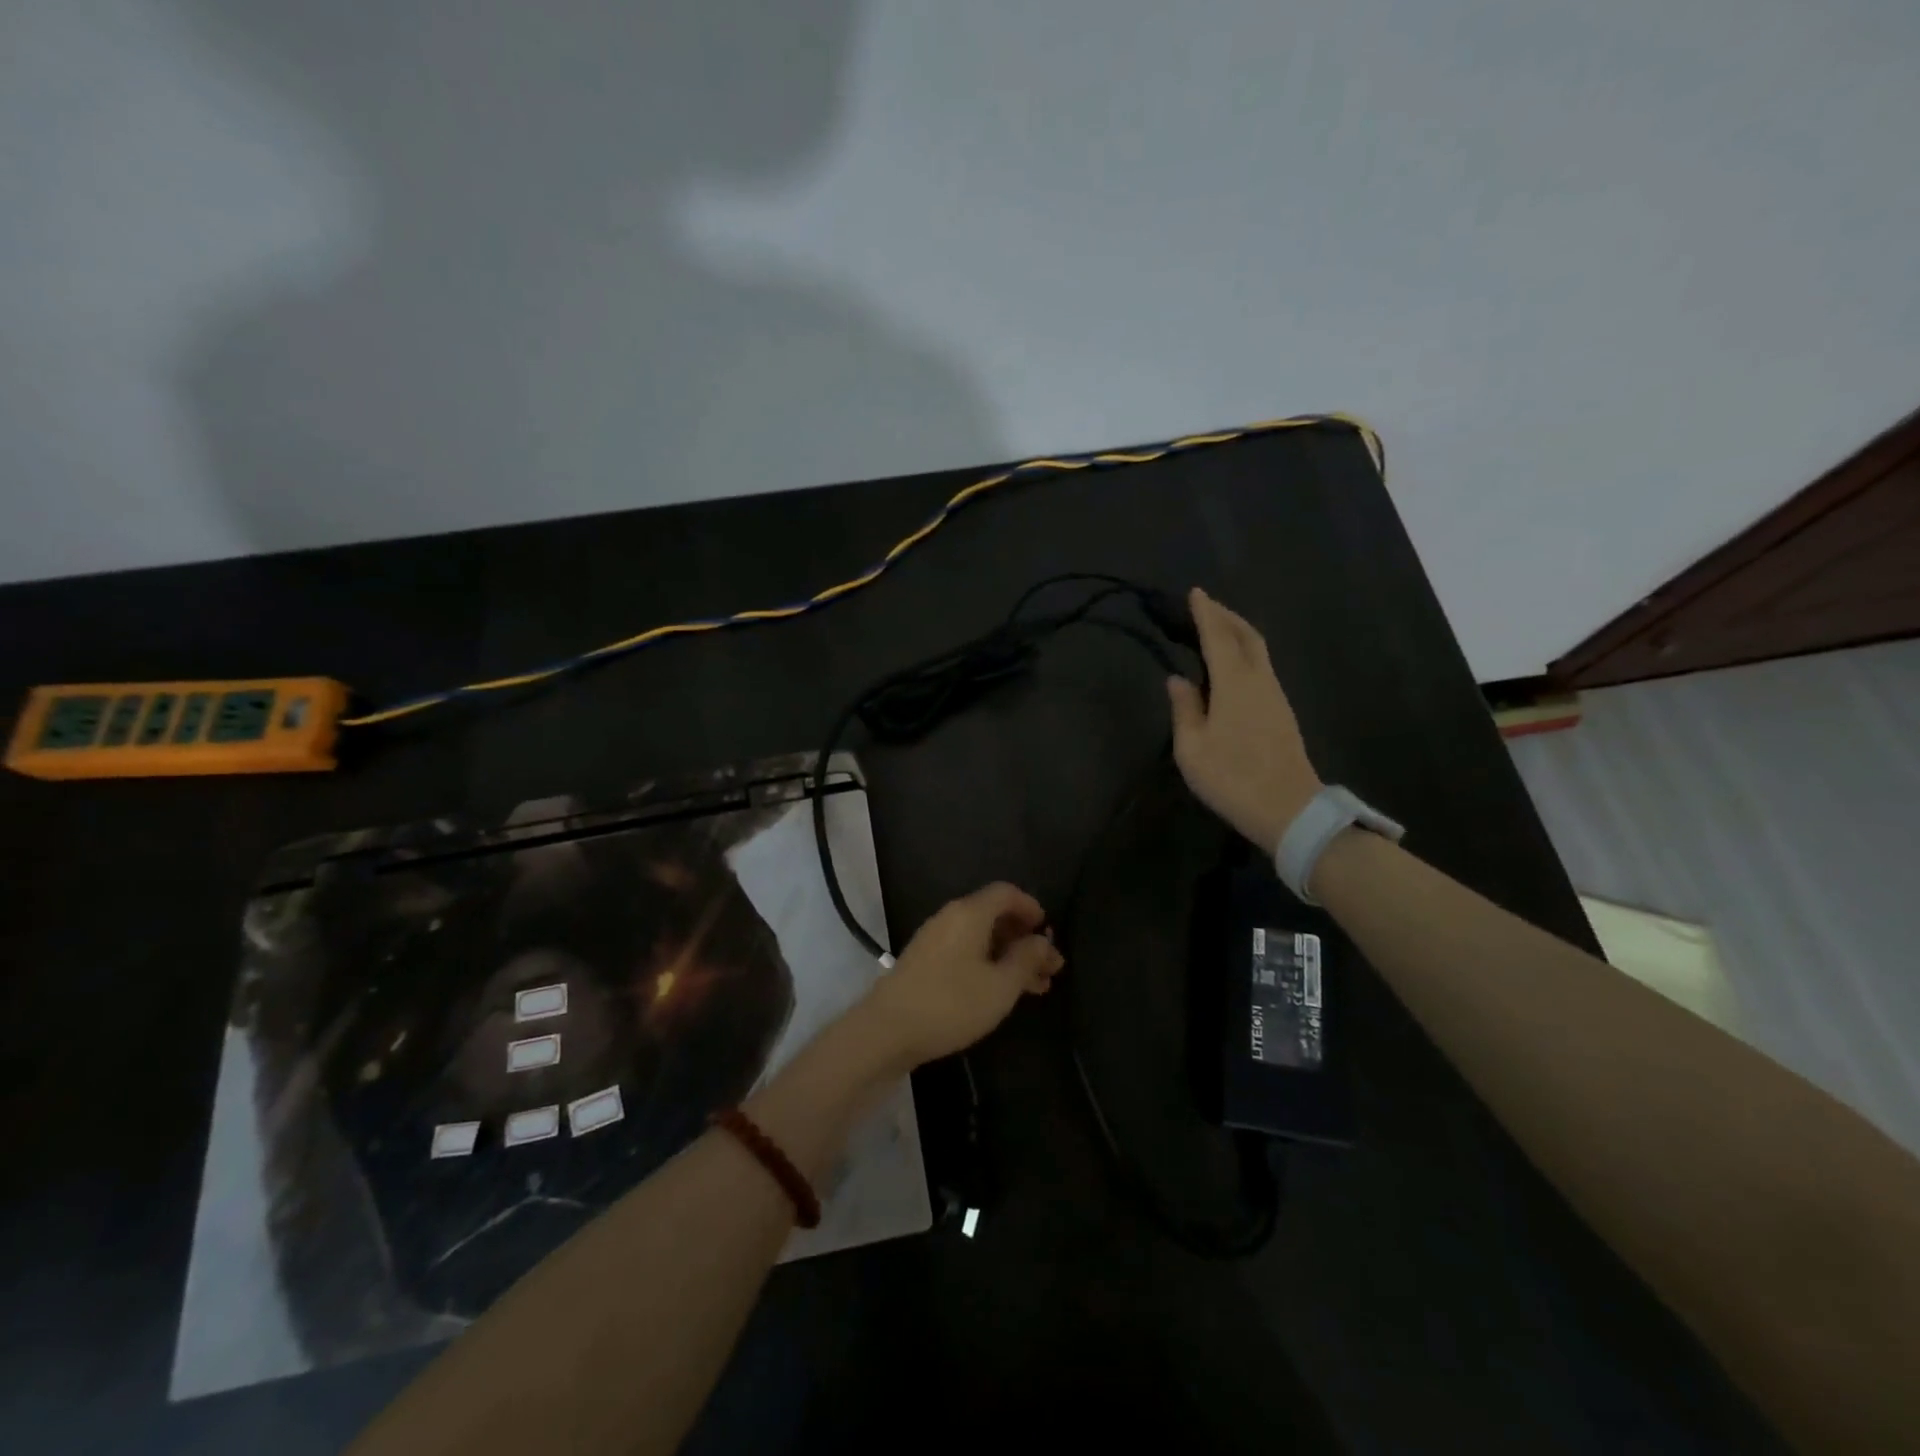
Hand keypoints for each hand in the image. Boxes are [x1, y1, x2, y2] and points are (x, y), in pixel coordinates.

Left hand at [856, 882, 1062, 1070]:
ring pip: (980, 938)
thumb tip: (1042, 940)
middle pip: (994, 915)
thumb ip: (1026, 959)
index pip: (1005, 893)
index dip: (1030, 907)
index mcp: (969, 913)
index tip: (1048, 930)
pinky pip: (965, 952)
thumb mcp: (1000, 986)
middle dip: (1024, 938)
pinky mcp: (924, 962)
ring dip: (1009, 957)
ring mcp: (934, 940)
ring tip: (1036, 987)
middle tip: (1050, 967)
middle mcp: (950, 918)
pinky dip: (988, 965)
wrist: (887, 1031)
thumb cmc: (951, 1003)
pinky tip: (1001, 992)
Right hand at [1166, 587, 1323, 854]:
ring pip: (1258, 650)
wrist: (1289, 810)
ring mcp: (1275, 696)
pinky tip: (1232, 664)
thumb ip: (1185, 709)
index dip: (1206, 613)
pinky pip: (1261, 667)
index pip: (1218, 637)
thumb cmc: (1232, 778)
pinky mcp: (1282, 712)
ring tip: (1216, 629)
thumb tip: (1178, 679)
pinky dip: (1245, 652)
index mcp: (1235, 684)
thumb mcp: (1192, 749)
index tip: (1195, 593)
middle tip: (1205, 606)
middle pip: (1247, 635)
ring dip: (1238, 632)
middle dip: (1226, 615)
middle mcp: (1259, 681)